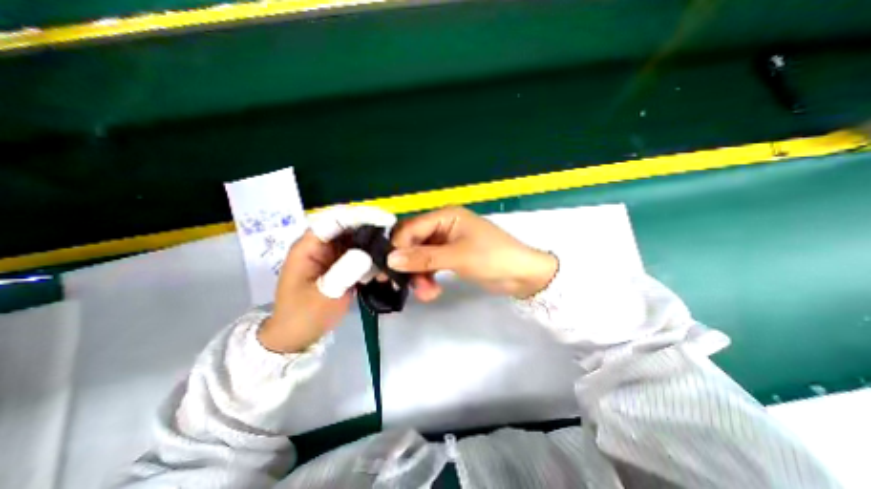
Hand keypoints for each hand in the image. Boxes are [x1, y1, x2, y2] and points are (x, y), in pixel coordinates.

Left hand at [258, 204, 393, 350]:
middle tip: (396, 238)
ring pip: (358, 241)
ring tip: (391, 257)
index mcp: (310, 246)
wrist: (297, 338)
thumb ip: (344, 272)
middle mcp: (322, 245)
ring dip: (375, 247)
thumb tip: (367, 253)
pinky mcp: (341, 265)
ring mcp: (332, 255)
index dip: (361, 216)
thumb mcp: (324, 295)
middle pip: (350, 227)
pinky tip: (382, 271)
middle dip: (373, 230)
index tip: (387, 220)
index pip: (336, 219)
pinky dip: (373, 260)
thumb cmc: (304, 316)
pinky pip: (360, 255)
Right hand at [388, 204, 557, 299]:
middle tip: (399, 285)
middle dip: (408, 265)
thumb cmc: (493, 258)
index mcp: (444, 217)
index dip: (398, 247)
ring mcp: (446, 243)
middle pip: (413, 243)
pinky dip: (428, 278)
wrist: (523, 275)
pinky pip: (431, 266)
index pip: (410, 228)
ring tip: (426, 293)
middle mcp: (442, 226)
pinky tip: (432, 292)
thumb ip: (423, 258)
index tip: (388, 269)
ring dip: (419, 276)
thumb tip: (390, 259)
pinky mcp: (450, 257)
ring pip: (420, 257)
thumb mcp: (457, 257)